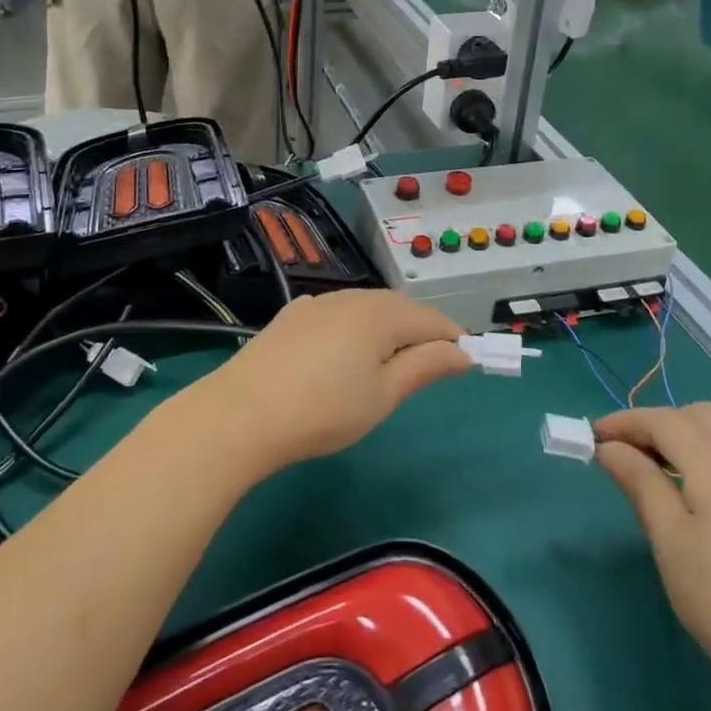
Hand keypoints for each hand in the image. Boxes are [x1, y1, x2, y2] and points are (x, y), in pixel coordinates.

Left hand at [189, 290, 469, 475]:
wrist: (243, 412)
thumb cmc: (324, 410)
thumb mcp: (384, 394)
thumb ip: (426, 366)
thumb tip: (463, 352)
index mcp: (381, 314)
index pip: (432, 319)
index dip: (454, 339)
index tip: (467, 363)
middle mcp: (353, 297)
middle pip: (400, 307)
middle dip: (421, 331)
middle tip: (430, 365)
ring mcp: (319, 303)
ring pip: (367, 307)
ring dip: (387, 327)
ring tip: (390, 360)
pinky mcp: (292, 315)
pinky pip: (338, 312)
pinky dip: (355, 326)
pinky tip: (346, 349)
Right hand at [593, 406, 710, 687]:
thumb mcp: (668, 541)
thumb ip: (639, 482)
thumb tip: (609, 447)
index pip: (663, 421)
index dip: (625, 422)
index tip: (593, 437)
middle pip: (697, 414)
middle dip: (657, 423)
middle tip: (626, 453)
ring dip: (696, 422)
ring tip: (672, 455)